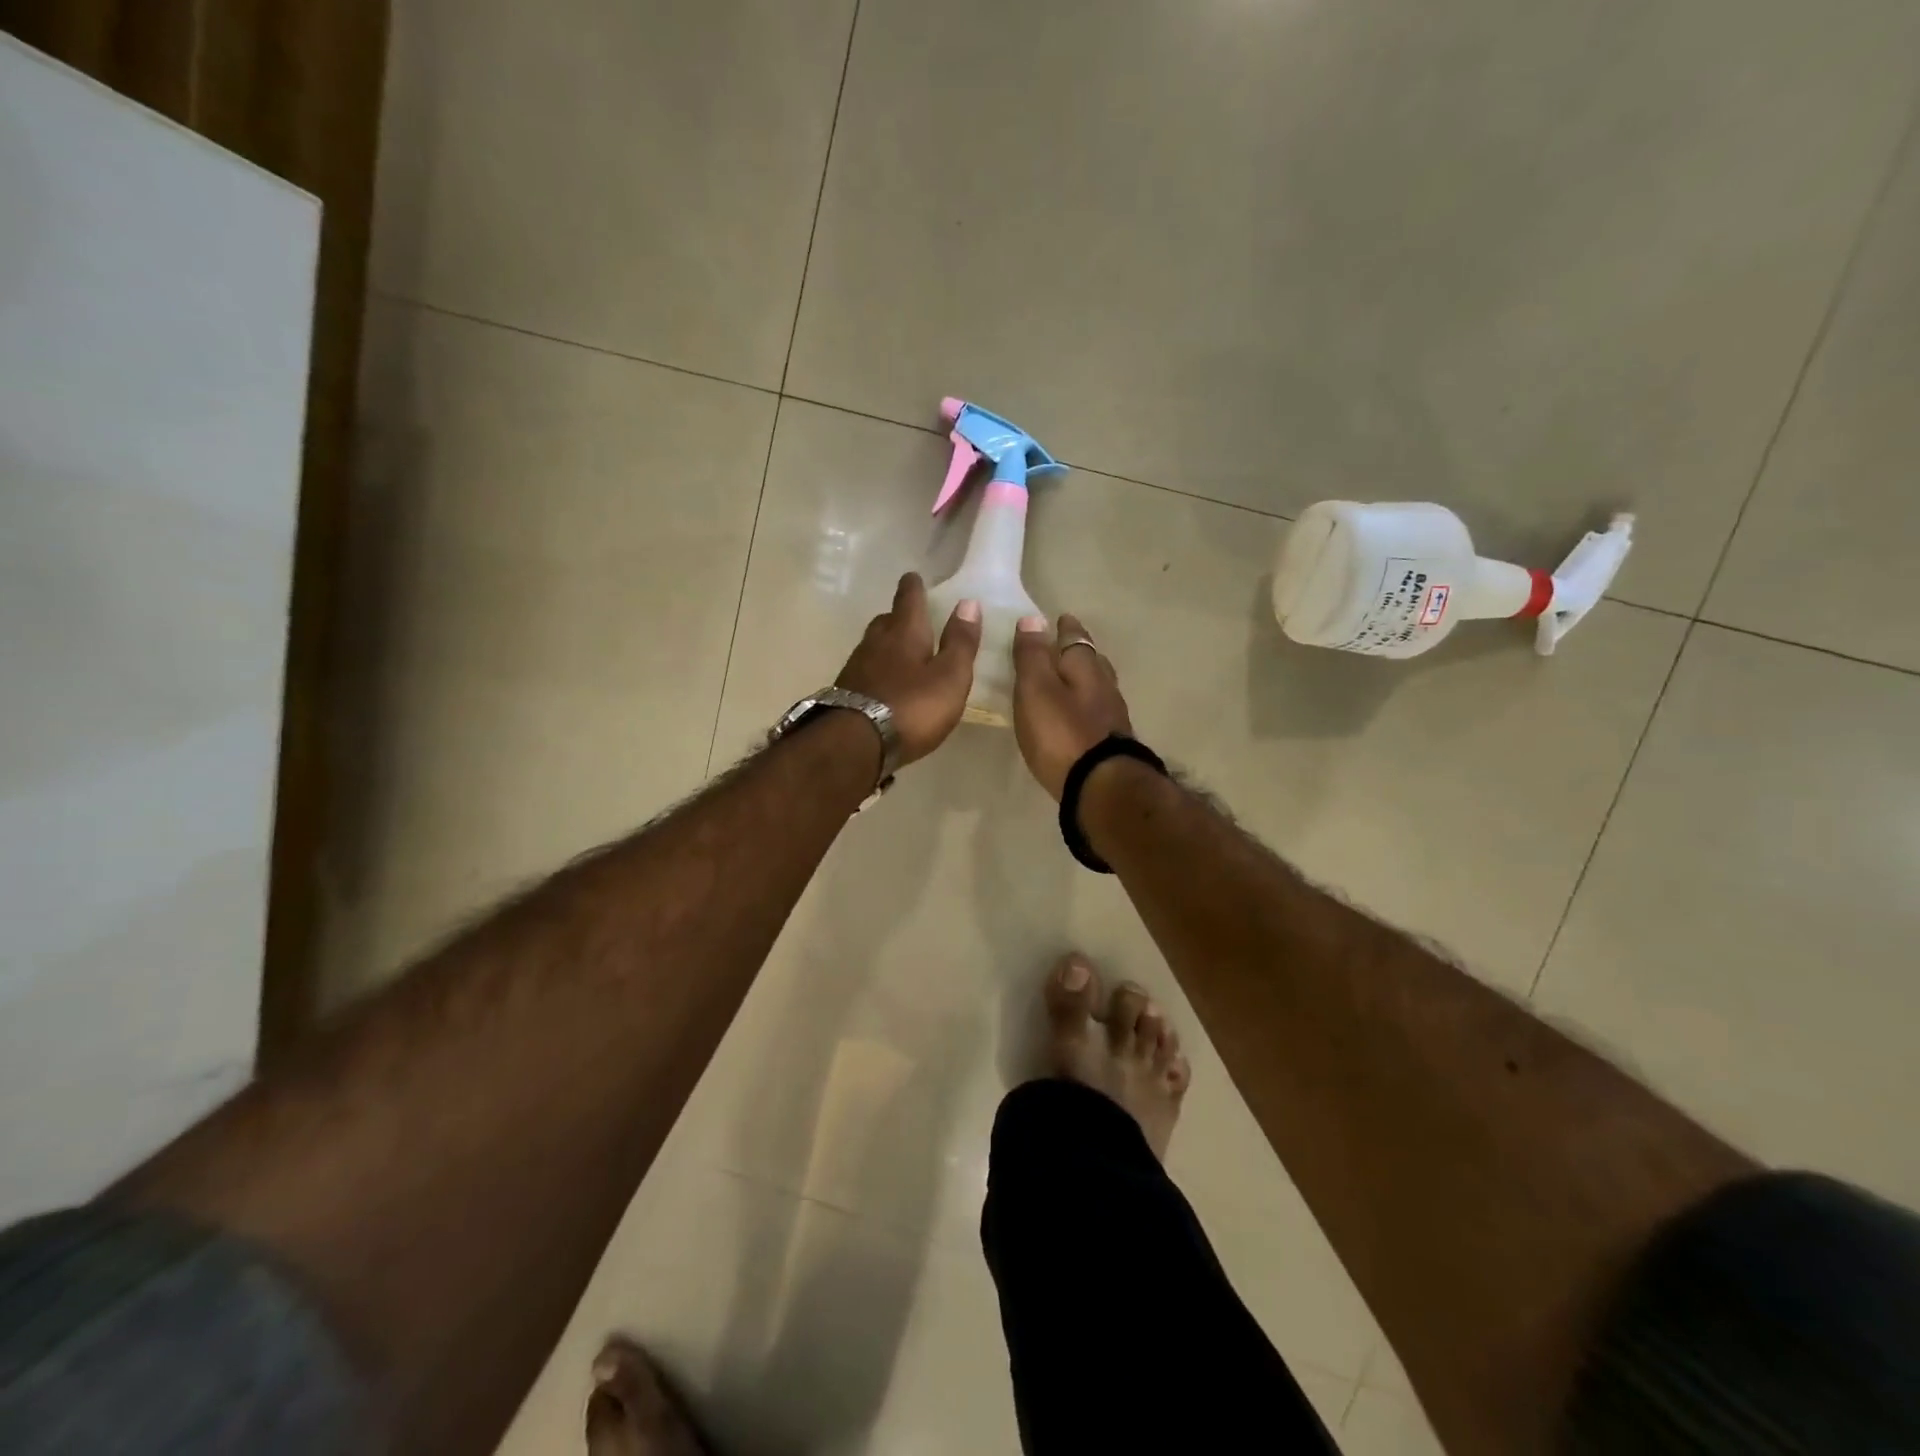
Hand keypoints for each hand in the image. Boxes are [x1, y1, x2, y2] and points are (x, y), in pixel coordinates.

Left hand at [835, 573, 980, 766]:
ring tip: (899, 652)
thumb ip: (961, 642)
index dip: (913, 587)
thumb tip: (968, 603)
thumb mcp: (950, 676)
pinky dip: (876, 671)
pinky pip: (864, 672)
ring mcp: (856, 668)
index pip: (908, 599)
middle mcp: (875, 643)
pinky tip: (883, 684)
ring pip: (872, 646)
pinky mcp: (845, 693)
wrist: (856, 743)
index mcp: (904, 633)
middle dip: (897, 617)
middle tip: (909, 618)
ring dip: (885, 645)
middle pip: (886, 621)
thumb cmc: (912, 707)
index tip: (914, 577)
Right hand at [1012, 613, 1133, 798]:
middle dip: (1079, 651)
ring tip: (1072, 679)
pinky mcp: (1113, 743)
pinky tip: (1081, 716)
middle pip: (1092, 661)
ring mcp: (1112, 716)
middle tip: (1066, 645)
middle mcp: (1104, 687)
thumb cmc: (1062, 734)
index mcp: (1084, 668)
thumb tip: (1033, 618)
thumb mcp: (1036, 690)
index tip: (1061, 617)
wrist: (1101, 786)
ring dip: (1087, 679)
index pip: (1075, 638)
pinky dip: (1089, 707)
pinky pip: (1099, 713)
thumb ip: (1033, 656)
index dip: (1066, 628)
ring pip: (1099, 687)